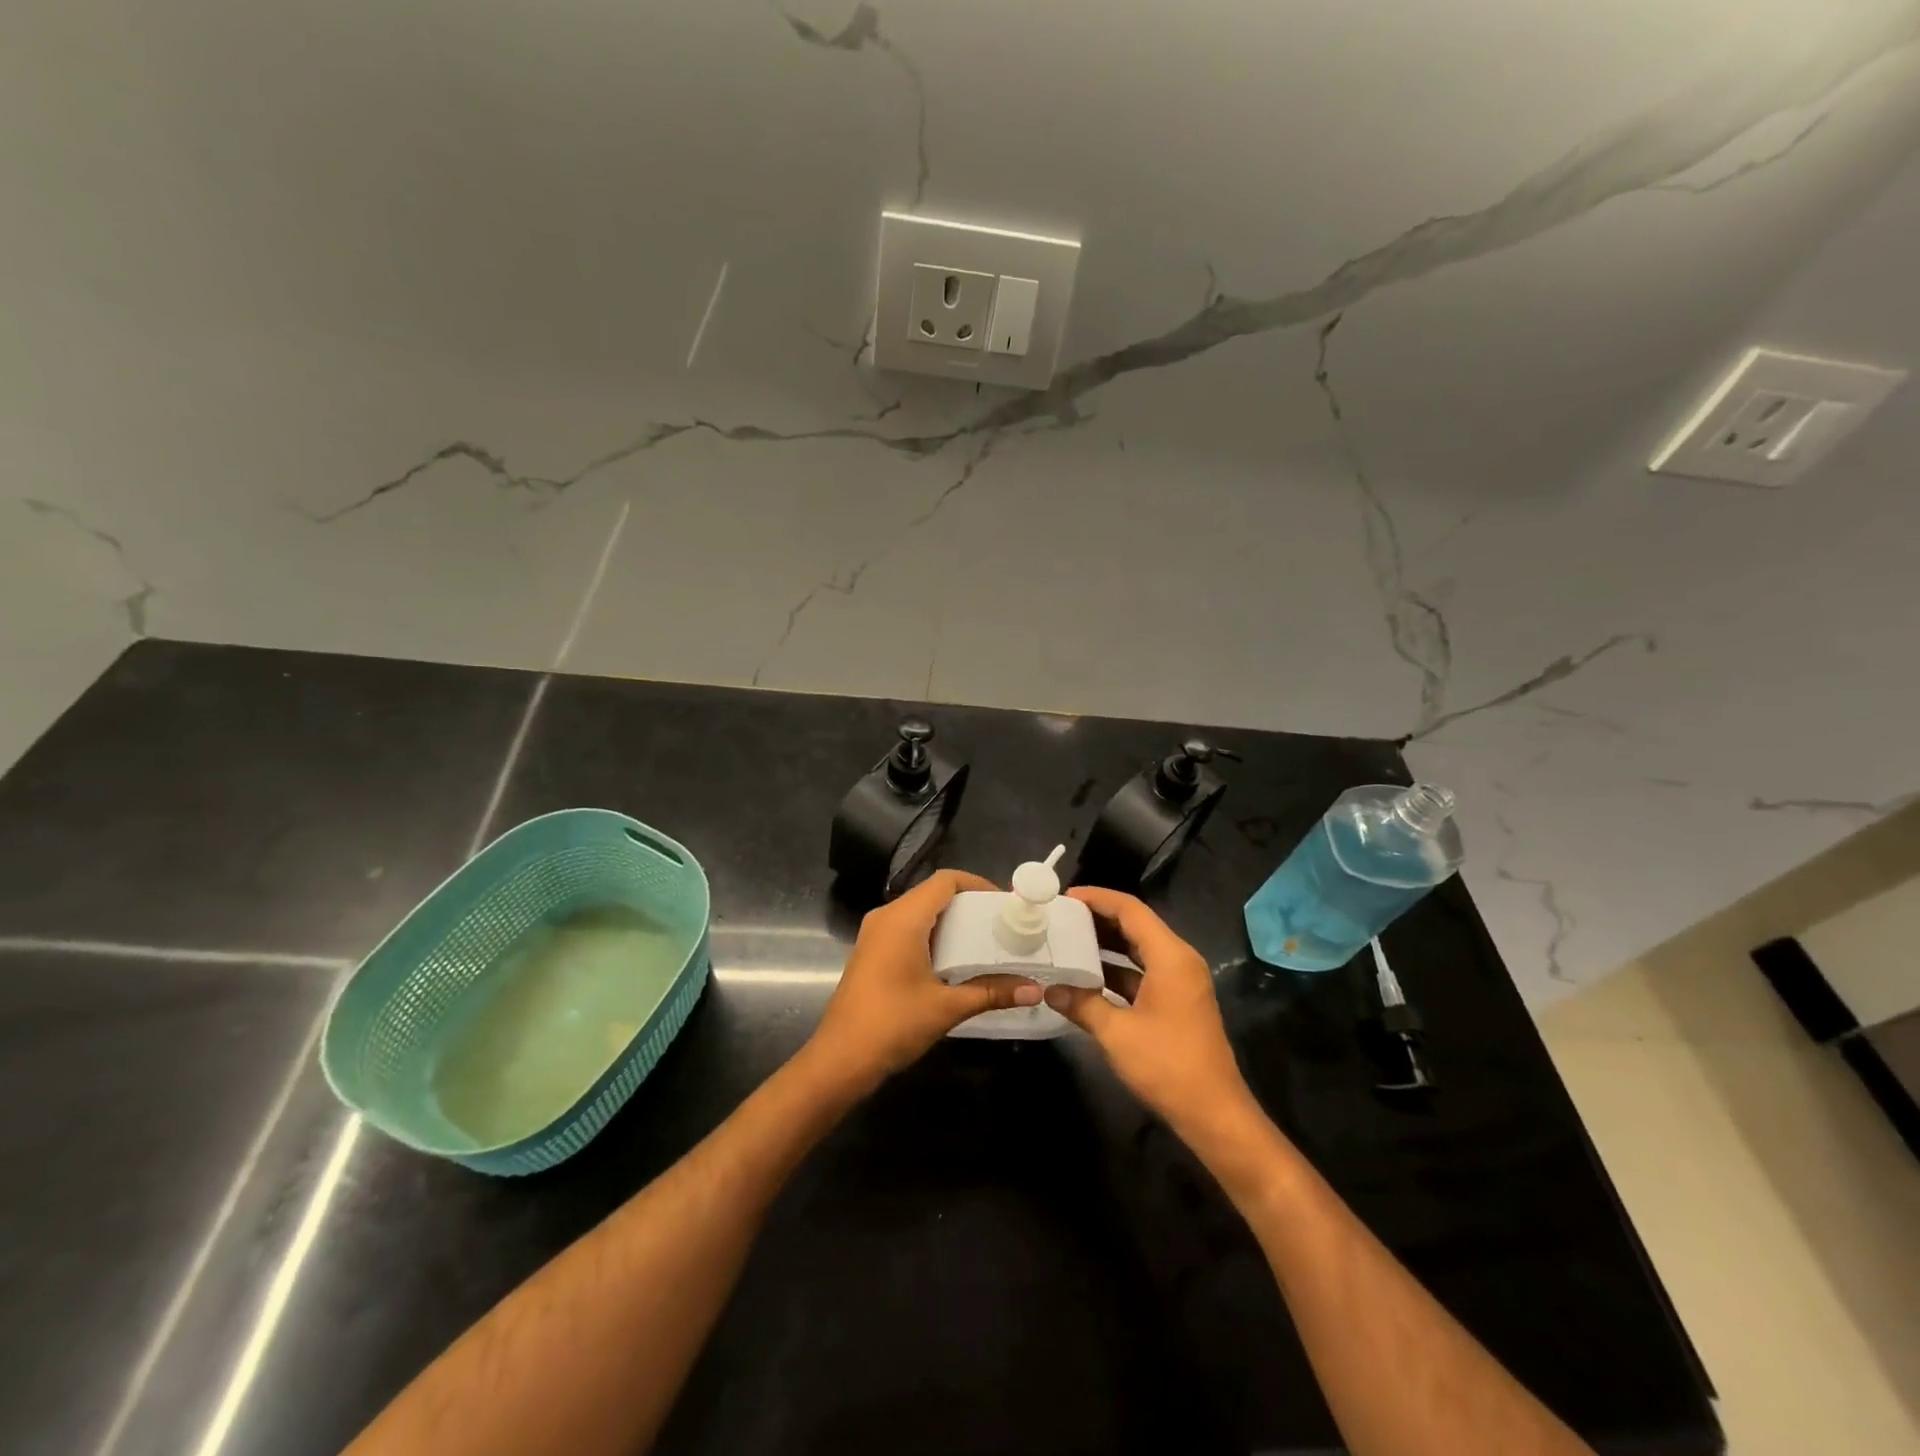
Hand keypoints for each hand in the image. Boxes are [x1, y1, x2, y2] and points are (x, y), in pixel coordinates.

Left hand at [806, 870, 1040, 1094]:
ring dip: (951, 922)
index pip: (945, 881)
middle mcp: (886, 917)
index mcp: (903, 918)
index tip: (1004, 904)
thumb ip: (991, 992)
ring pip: (919, 912)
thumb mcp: (947, 1008)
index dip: (977, 884)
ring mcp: (875, 934)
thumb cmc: (893, 1024)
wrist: (840, 1059)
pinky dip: (933, 935)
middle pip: (932, 894)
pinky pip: (906, 929)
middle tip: (1001, 924)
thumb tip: (1034, 989)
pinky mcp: (871, 952)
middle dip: (968, 905)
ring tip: (985, 941)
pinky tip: (954, 961)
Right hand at [1044, 886, 1261, 1145]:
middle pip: (1136, 924)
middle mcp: (1179, 960)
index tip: (1064, 898)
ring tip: (1068, 940)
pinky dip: (1117, 968)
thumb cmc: (1167, 1066)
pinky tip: (1088, 977)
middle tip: (1060, 918)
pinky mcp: (1178, 1000)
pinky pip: (1144, 970)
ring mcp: (1181, 981)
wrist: (1214, 1114)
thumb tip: (1049, 988)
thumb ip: (1081, 1003)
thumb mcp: (1116, 1033)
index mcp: (1170, 956)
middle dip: (1099, 918)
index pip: (1130, 909)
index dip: (1097, 899)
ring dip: (1107, 944)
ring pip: (1139, 948)